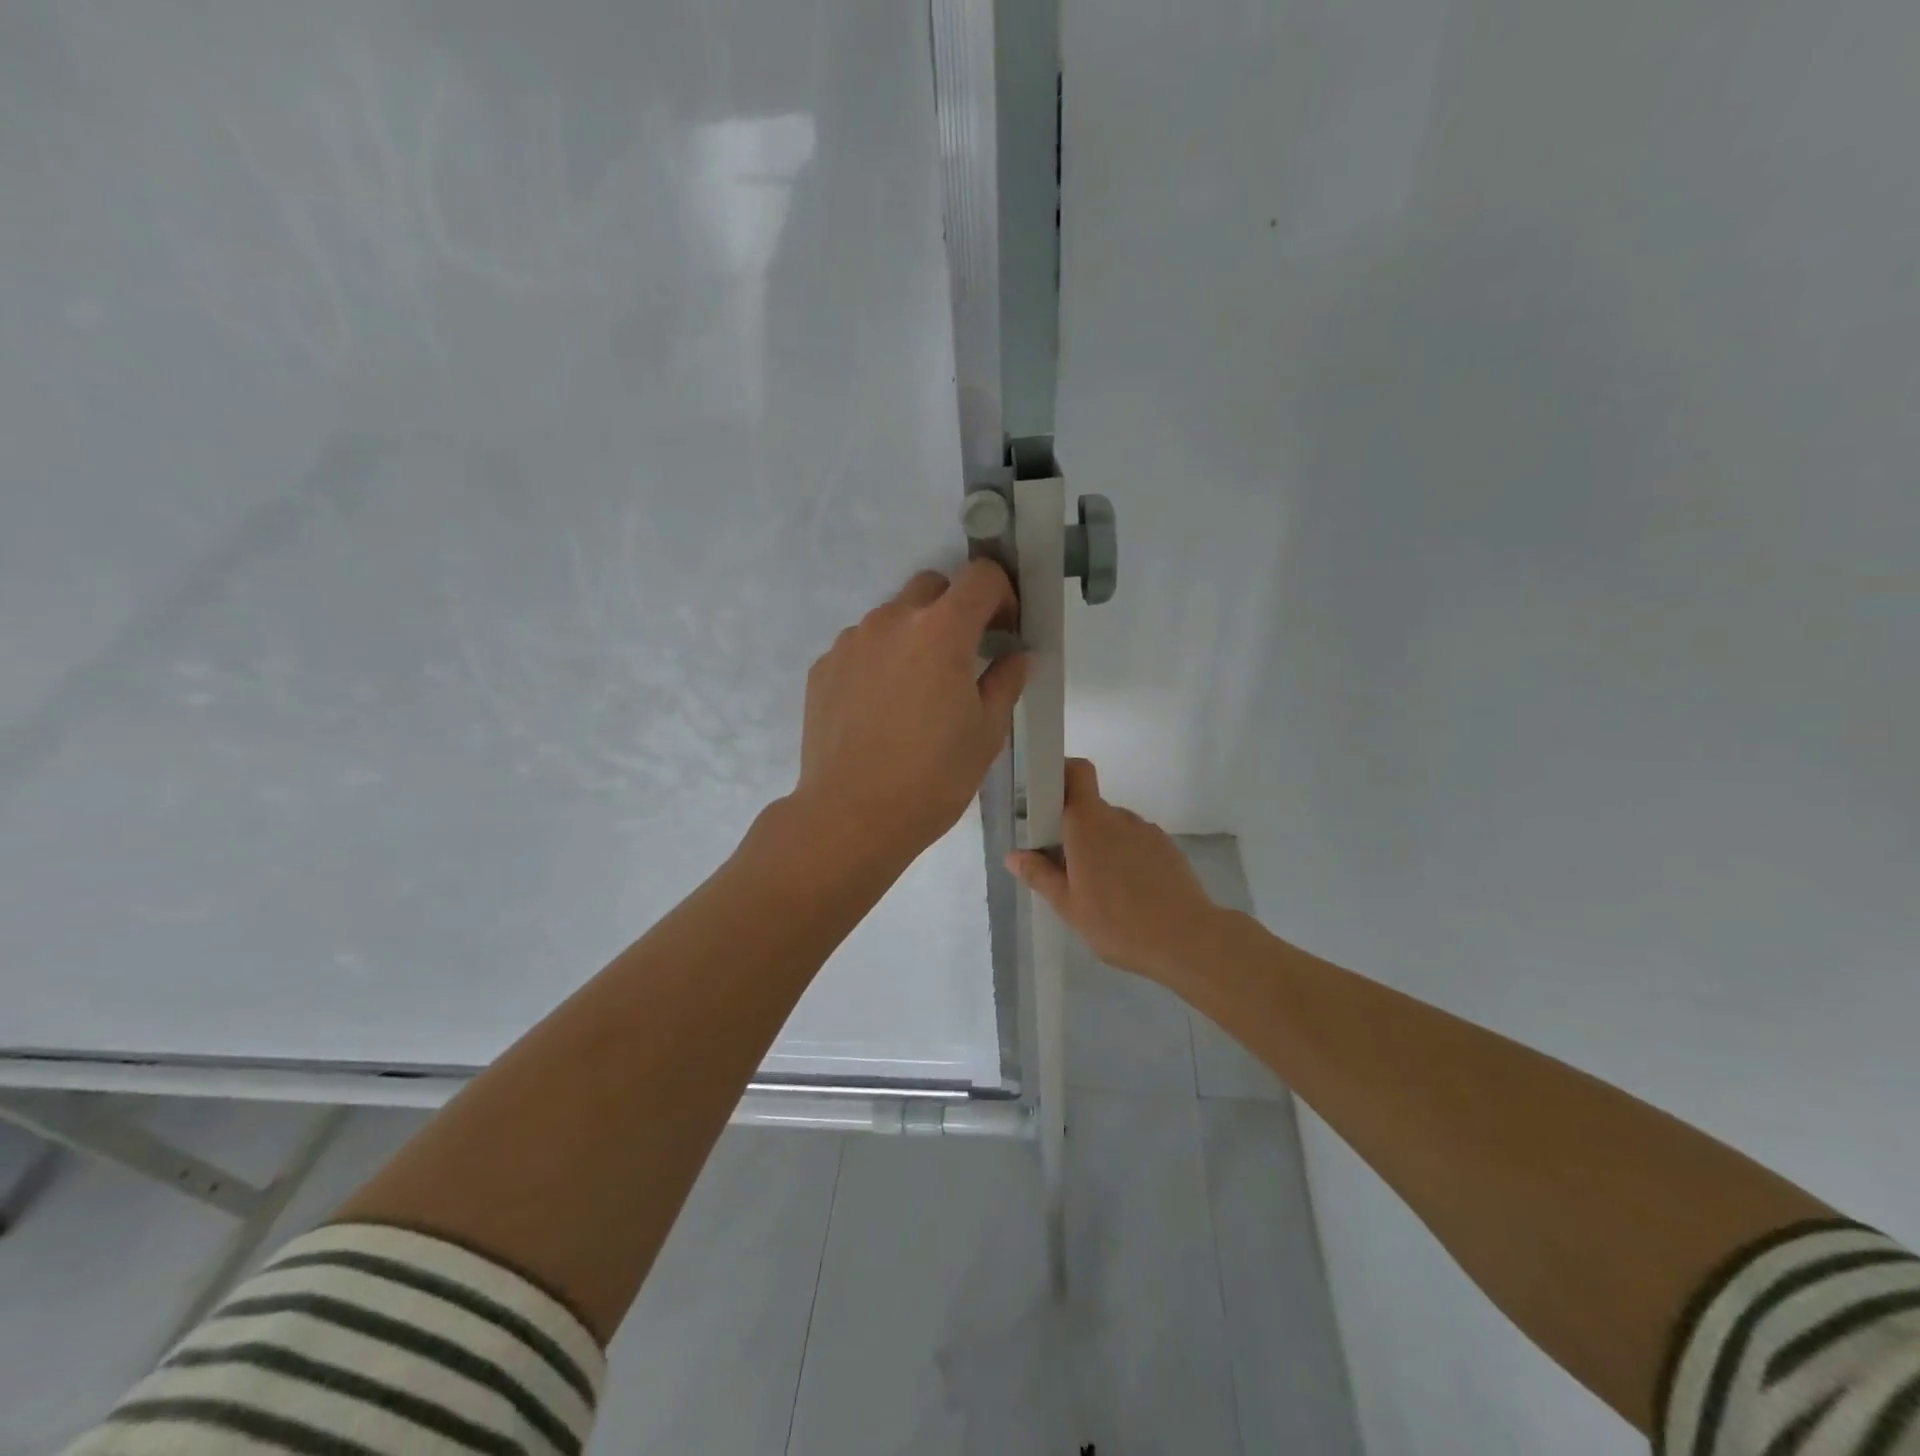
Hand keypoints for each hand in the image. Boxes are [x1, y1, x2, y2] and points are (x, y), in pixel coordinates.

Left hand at [791, 560, 1028, 862]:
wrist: (850, 816)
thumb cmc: (932, 778)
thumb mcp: (986, 733)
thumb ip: (1006, 681)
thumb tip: (1017, 656)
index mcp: (941, 631)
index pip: (980, 576)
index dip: (1002, 594)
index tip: (1004, 630)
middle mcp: (891, 621)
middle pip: (932, 587)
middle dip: (956, 608)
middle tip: (964, 656)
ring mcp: (850, 642)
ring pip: (892, 617)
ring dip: (914, 635)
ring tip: (917, 690)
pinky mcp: (823, 667)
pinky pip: (861, 647)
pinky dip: (880, 660)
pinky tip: (881, 708)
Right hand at [1006, 759, 1222, 984]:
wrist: (1188, 940)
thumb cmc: (1118, 922)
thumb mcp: (1068, 906)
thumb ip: (1039, 875)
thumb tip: (1014, 855)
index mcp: (1088, 823)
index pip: (1077, 772)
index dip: (1061, 773)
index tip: (1045, 798)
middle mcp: (1119, 817)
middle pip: (1090, 807)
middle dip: (1074, 829)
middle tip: (1065, 867)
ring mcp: (1147, 831)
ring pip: (1114, 828)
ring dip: (1102, 846)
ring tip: (1100, 889)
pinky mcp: (1168, 848)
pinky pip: (1136, 843)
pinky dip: (1126, 858)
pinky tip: (1129, 894)